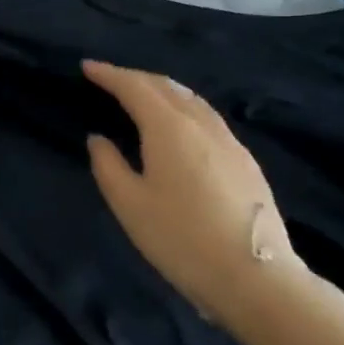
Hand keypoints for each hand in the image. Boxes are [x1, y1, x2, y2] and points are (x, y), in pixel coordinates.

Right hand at [84, 60, 308, 327]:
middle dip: (135, 77)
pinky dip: (184, 107)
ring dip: (162, 90)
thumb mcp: (129, 204)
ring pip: (192, 99)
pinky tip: (179, 125)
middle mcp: (202, 124)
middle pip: (166, 86)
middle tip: (110, 79)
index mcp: (169, 128)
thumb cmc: (180, 238)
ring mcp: (229, 142)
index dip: (109, 74)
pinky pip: (208, 118)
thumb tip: (99, 139)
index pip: (135, 88)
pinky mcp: (246, 161)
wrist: (255, 277)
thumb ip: (108, 165)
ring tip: (142, 95)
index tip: (87, 67)